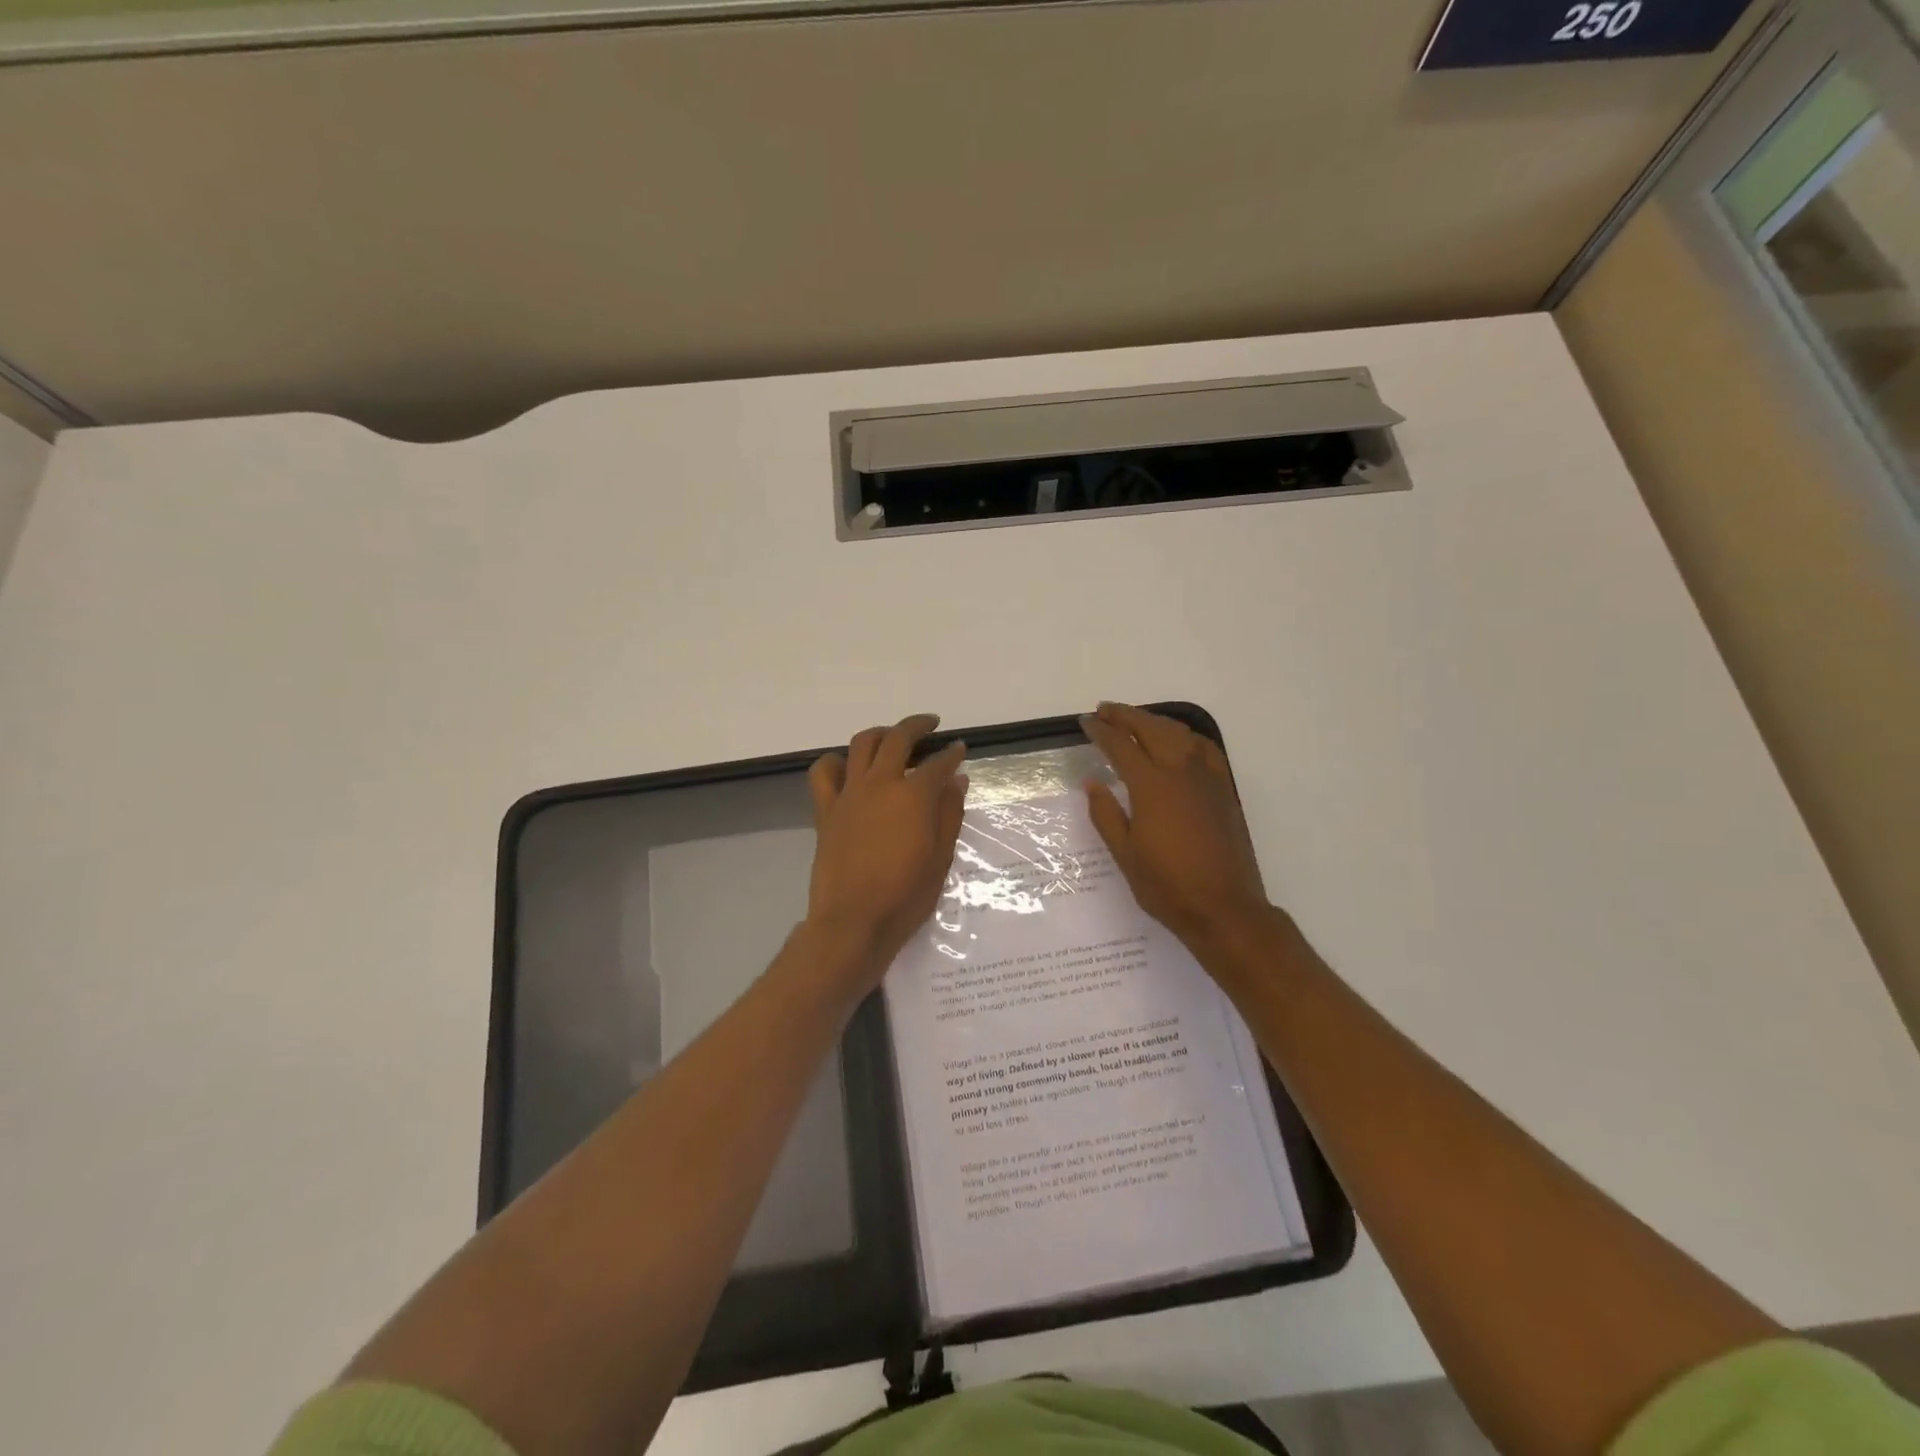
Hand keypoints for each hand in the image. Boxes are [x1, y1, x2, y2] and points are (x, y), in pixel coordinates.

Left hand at [805, 713, 968, 982]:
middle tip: (931, 725)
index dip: (951, 754)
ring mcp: (849, 794)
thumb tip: (957, 780)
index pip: (937, 764)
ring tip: (891, 737)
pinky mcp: (826, 809)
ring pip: (861, 744)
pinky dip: (836, 761)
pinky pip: (824, 772)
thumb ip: (949, 813)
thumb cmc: (905, 896)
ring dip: (880, 734)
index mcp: (913, 796)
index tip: (959, 749)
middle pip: (898, 739)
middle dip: (917, 726)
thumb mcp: (940, 857)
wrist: (853, 922)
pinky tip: (848, 767)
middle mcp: (880, 784)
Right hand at [1080, 702, 1270, 946]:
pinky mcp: (1224, 790)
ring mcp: (1207, 778)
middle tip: (1104, 710)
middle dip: (1125, 715)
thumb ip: (1106, 814)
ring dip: (1154, 721)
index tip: (1085, 722)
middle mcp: (1180, 772)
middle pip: (1151, 729)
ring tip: (1135, 720)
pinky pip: (1204, 748)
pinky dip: (1185, 735)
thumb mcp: (1125, 855)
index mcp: (1151, 787)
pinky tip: (1178, 741)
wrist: (1224, 908)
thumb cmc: (1167, 886)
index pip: (1121, 746)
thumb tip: (1092, 783)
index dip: (1101, 731)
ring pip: (1179, 733)